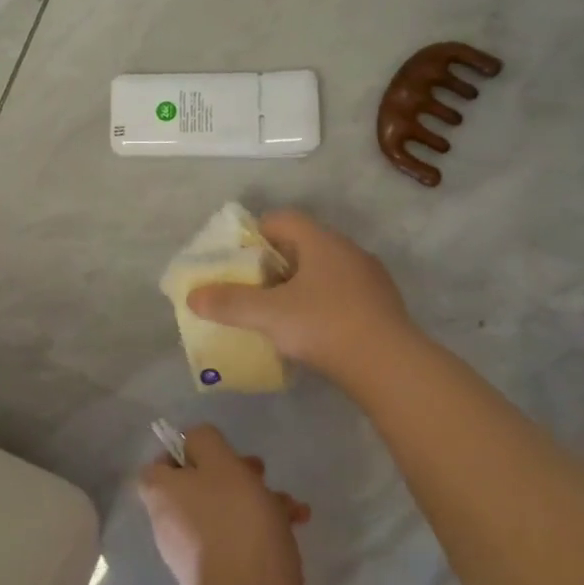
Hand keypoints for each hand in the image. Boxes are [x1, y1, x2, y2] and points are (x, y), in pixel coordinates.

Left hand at [138, 426, 309, 584]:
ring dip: (256, 500)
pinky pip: (236, 541)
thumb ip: (204, 440)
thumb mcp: (221, 462)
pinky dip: (260, 529)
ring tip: (288, 504)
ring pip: (223, 513)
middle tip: (261, 472)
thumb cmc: (234, 519)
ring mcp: (192, 555)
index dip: (187, 453)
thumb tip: (194, 441)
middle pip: (197, 486)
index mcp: (161, 494)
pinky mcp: (219, 578)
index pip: (160, 464)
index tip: (218, 452)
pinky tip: (295, 524)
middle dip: (234, 474)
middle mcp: (168, 524)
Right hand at [186, 210, 414, 384]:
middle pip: (302, 244)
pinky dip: (321, 304)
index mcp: (321, 241)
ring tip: (278, 312)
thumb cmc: (324, 326)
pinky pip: (342, 294)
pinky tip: (312, 331)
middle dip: (274, 263)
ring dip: (299, 285)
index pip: (282, 219)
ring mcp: (369, 278)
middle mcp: (348, 250)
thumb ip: (229, 303)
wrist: (390, 365)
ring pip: (324, 270)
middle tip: (251, 287)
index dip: (255, 233)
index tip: (236, 259)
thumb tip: (193, 296)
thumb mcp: (268, 315)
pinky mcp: (382, 305)